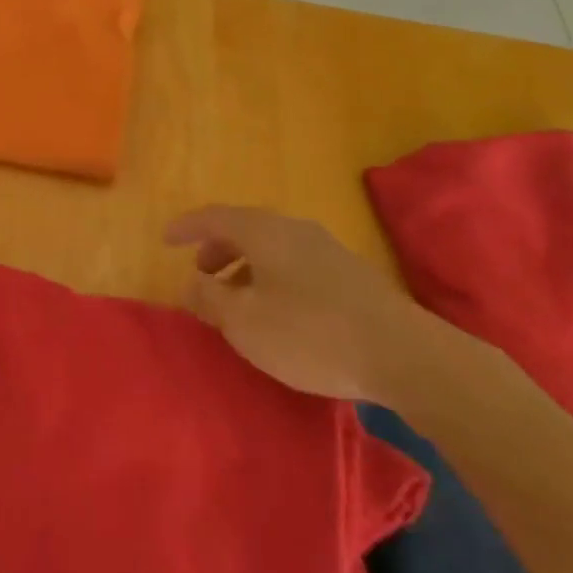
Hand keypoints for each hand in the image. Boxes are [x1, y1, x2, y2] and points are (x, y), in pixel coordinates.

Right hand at [167, 205, 444, 403]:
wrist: (406, 356)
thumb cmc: (310, 333)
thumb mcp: (245, 322)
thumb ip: (210, 299)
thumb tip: (191, 283)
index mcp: (263, 232)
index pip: (214, 217)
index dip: (187, 226)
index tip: (166, 239)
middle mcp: (294, 230)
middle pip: (246, 229)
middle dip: (218, 249)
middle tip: (203, 275)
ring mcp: (328, 250)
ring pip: (274, 249)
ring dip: (248, 268)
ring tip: (239, 301)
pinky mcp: (353, 277)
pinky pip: (297, 265)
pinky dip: (274, 279)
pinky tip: (281, 313)